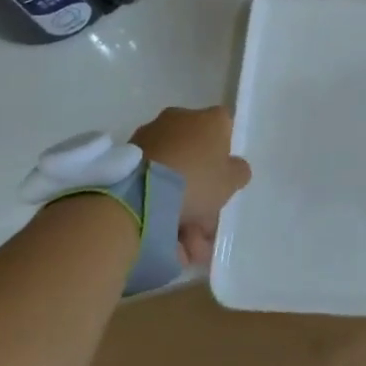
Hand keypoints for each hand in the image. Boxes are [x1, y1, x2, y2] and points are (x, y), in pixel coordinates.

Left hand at [131, 106, 250, 266]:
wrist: (141, 192)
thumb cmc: (196, 179)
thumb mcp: (231, 181)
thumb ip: (238, 172)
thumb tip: (234, 168)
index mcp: (209, 119)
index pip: (224, 129)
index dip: (225, 156)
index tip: (222, 182)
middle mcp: (180, 118)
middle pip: (196, 155)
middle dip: (201, 191)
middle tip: (204, 227)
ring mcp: (151, 136)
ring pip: (173, 173)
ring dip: (180, 206)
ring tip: (185, 246)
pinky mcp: (128, 157)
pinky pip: (151, 181)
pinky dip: (158, 205)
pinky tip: (166, 238)